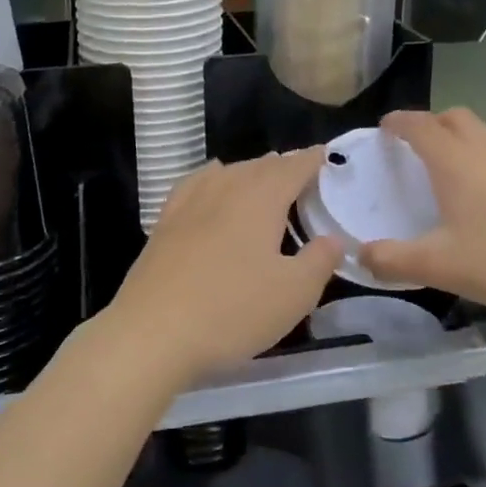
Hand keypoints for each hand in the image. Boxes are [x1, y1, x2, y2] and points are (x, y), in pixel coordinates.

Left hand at [101, 150, 341, 389]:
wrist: (152, 332)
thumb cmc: (232, 310)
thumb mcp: (294, 294)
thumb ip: (320, 261)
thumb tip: (333, 239)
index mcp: (261, 198)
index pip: (293, 167)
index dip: (312, 159)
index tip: (326, 154)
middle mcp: (225, 188)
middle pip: (260, 166)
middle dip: (283, 166)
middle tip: (302, 175)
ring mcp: (190, 202)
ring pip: (228, 172)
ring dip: (251, 171)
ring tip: (264, 179)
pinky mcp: (165, 222)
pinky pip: (196, 184)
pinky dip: (213, 177)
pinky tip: (212, 182)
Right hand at [359, 108, 485, 337]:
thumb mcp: (441, 267)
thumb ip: (393, 260)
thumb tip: (359, 255)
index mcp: (455, 161)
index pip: (419, 125)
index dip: (398, 122)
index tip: (383, 128)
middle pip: (453, 118)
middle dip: (429, 124)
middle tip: (412, 148)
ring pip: (481, 133)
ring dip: (457, 140)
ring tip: (445, 173)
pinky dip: (481, 159)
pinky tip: (484, 198)